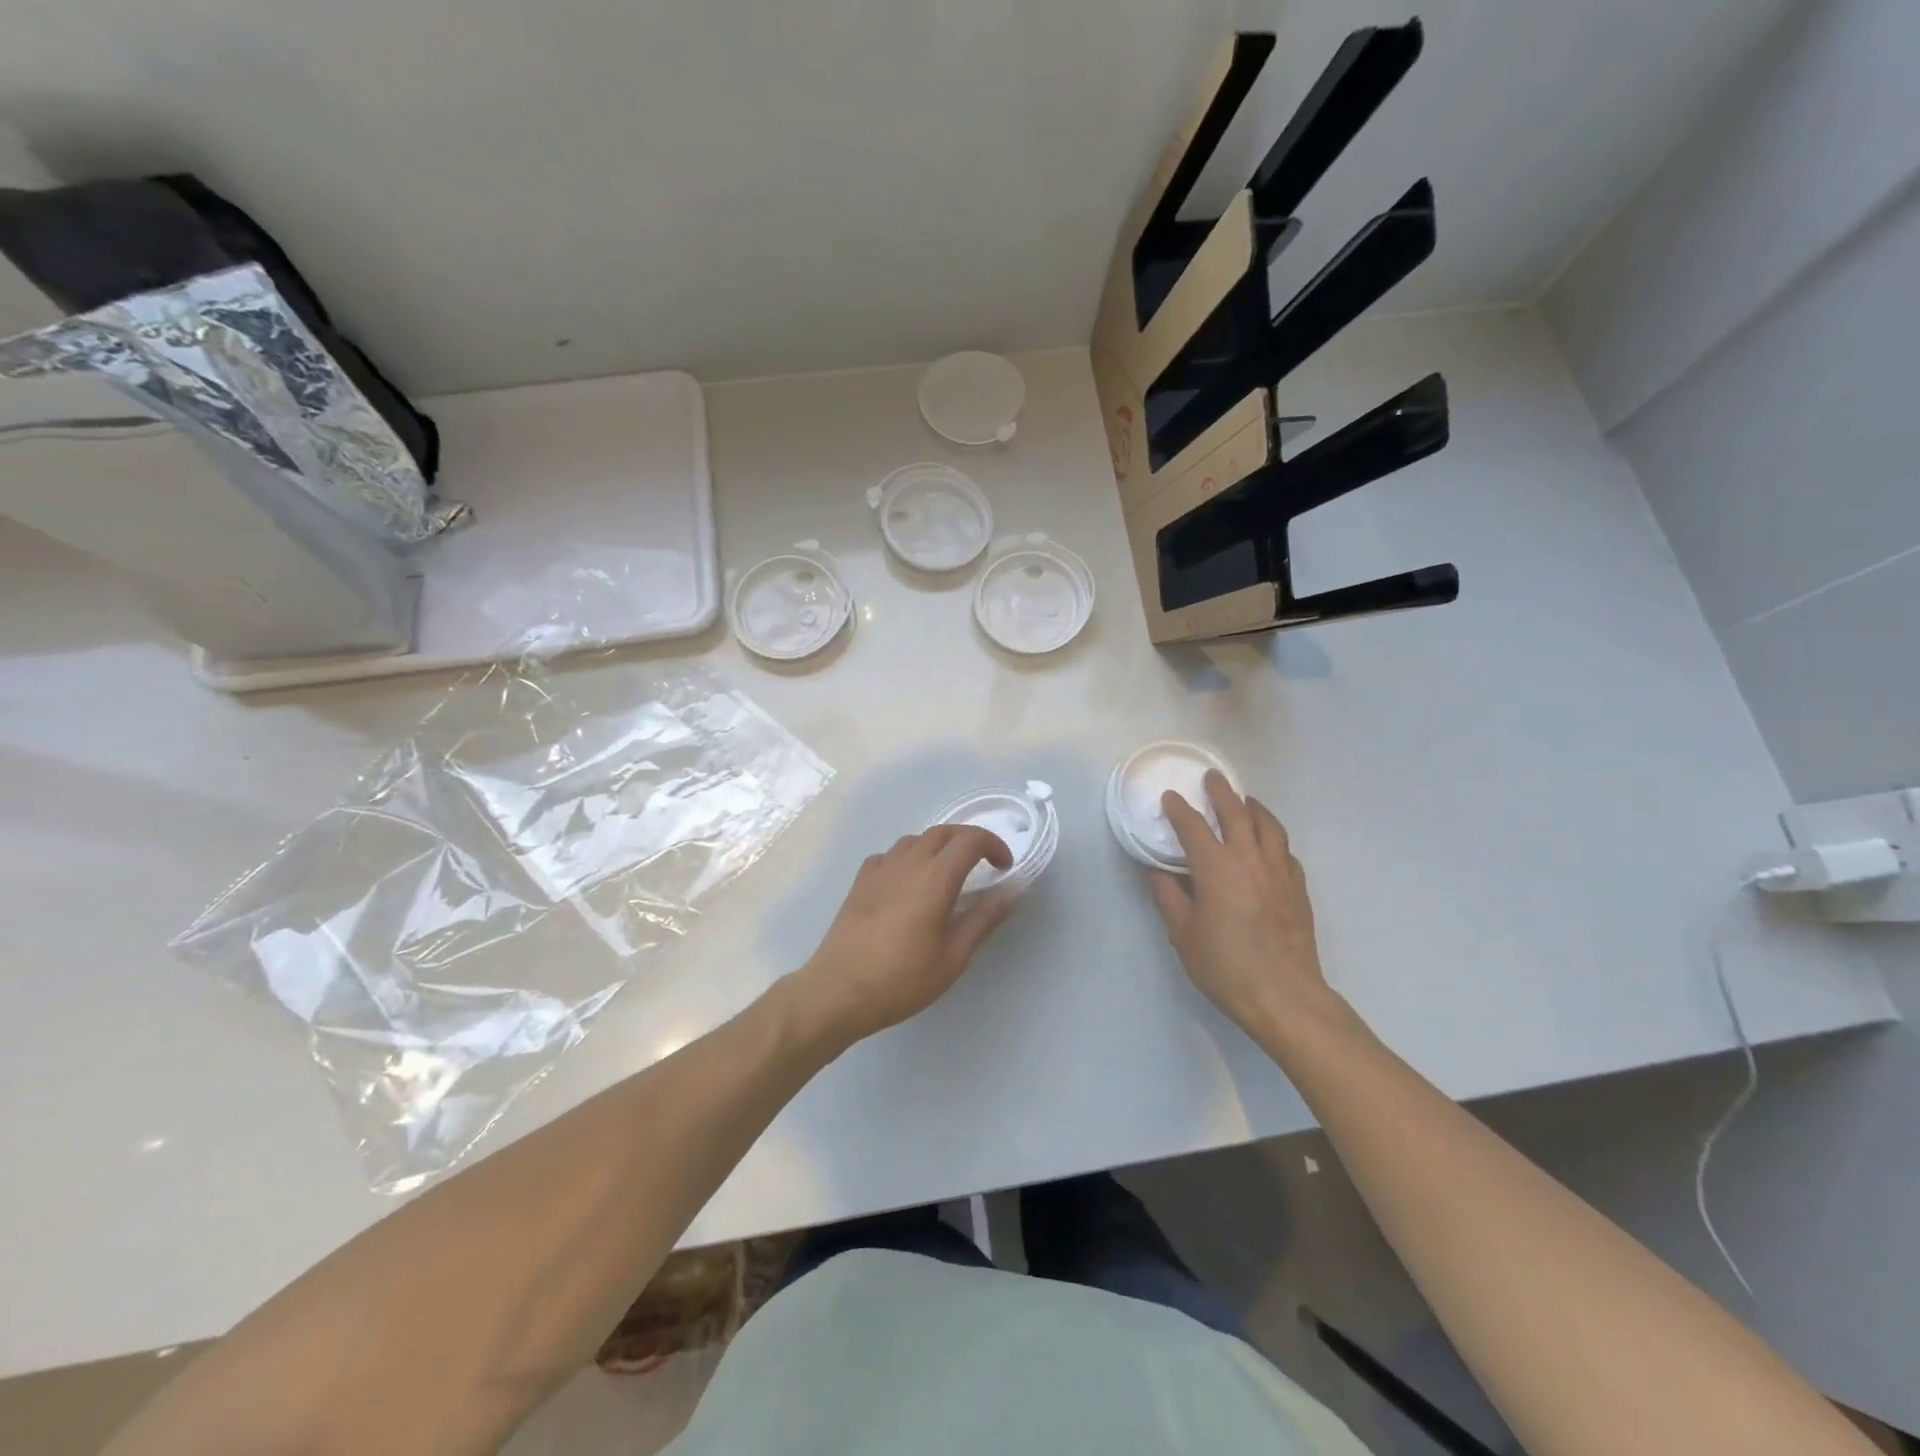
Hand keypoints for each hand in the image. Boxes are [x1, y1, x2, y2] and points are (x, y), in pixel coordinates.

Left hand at [790, 825, 1015, 1045]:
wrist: (839, 991)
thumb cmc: (902, 979)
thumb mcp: (953, 957)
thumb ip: (984, 919)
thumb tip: (1012, 890)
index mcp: (935, 878)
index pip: (970, 840)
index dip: (993, 845)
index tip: (1004, 867)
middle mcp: (908, 863)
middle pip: (943, 832)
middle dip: (969, 840)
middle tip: (983, 863)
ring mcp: (880, 869)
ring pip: (915, 839)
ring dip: (939, 846)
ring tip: (949, 872)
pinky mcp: (860, 881)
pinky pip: (890, 854)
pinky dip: (909, 857)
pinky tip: (909, 881)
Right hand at [1147, 772, 1337, 1041]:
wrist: (1284, 996)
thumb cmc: (1225, 967)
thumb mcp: (1182, 934)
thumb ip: (1168, 896)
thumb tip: (1157, 870)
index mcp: (1216, 869)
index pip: (1193, 827)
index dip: (1178, 809)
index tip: (1170, 798)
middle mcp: (1249, 860)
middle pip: (1236, 813)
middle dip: (1221, 792)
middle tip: (1212, 778)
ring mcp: (1279, 872)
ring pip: (1269, 826)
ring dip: (1254, 808)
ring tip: (1245, 801)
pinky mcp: (1298, 888)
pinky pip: (1285, 851)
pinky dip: (1273, 839)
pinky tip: (1268, 845)